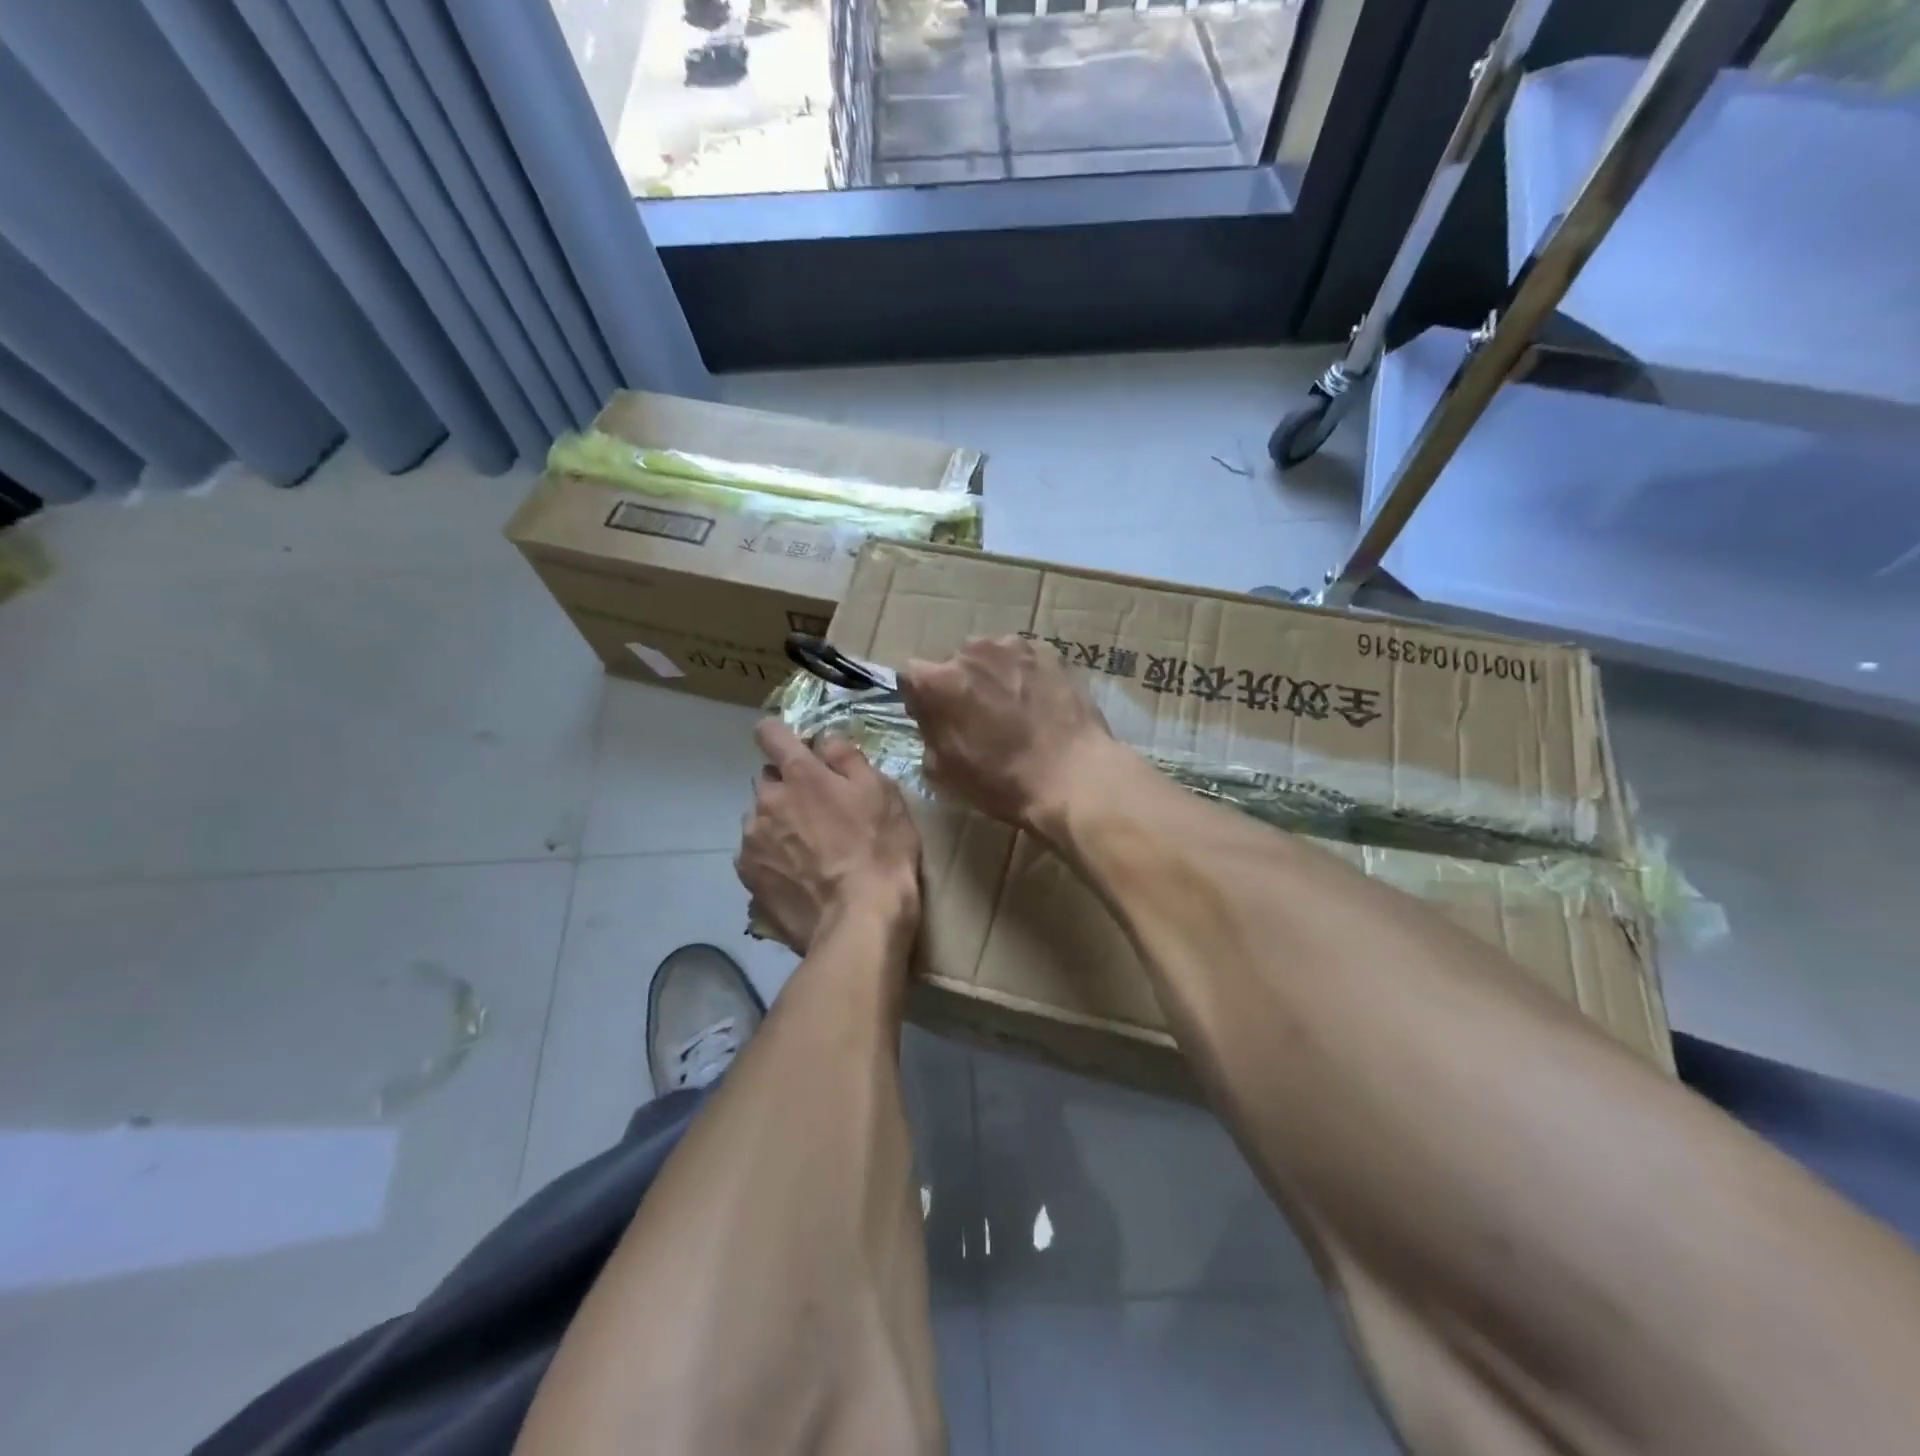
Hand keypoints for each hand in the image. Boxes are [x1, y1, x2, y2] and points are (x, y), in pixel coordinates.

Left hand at [736, 721, 920, 952]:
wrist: (859, 921)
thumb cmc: (879, 849)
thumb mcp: (882, 793)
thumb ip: (848, 758)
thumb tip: (825, 738)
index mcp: (799, 774)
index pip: (770, 733)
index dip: (779, 735)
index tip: (794, 746)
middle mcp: (766, 801)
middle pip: (768, 781)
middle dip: (787, 788)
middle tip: (818, 811)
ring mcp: (752, 841)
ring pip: (759, 819)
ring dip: (777, 824)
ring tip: (808, 850)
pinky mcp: (748, 877)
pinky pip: (755, 854)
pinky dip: (772, 857)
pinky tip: (797, 875)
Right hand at [899, 635, 1116, 840]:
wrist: (1073, 776)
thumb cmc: (1003, 781)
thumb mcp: (944, 770)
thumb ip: (928, 732)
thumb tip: (930, 715)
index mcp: (938, 681)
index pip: (912, 678)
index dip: (921, 700)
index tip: (934, 719)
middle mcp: (970, 651)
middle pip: (952, 664)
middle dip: (958, 685)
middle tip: (977, 717)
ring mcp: (1012, 647)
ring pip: (988, 657)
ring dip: (990, 676)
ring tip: (1011, 708)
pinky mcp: (1048, 651)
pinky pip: (1021, 659)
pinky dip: (1022, 674)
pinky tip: (1036, 701)